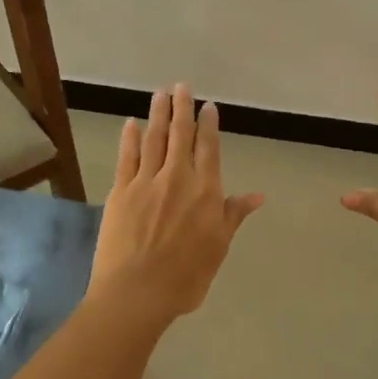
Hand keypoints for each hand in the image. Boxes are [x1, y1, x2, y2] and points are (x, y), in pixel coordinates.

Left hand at [89, 84, 264, 321]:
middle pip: (180, 135)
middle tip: (181, 86)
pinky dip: (130, 138)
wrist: (137, 292)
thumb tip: (257, 195)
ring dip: (158, 114)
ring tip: (160, 93)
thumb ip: (233, 216)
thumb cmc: (186, 277)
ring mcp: (146, 182)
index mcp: (205, 191)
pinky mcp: (121, 191)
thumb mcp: (218, 248)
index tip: (208, 106)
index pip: (208, 149)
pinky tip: (132, 124)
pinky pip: (127, 157)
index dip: (208, 125)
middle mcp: (177, 178)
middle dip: (182, 108)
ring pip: (154, 139)